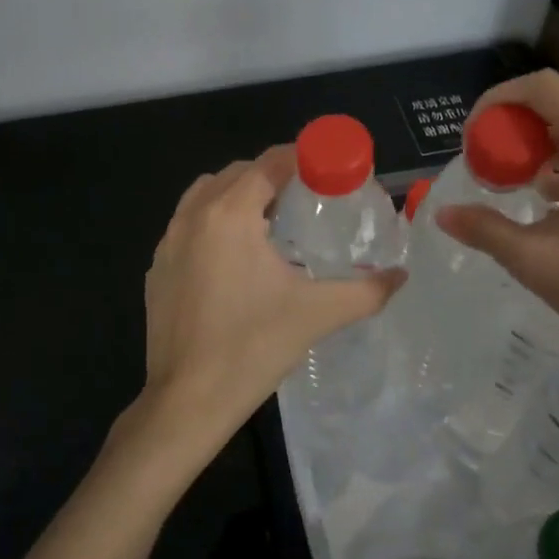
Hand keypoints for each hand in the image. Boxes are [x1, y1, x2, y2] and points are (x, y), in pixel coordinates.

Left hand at [133, 146, 400, 465]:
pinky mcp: (157, 269)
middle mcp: (193, 216)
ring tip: (268, 223)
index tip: (327, 168)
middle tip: (304, 198)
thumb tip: (400, 276)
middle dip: (270, 175)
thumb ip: (366, 290)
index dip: (300, 157)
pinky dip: (212, 223)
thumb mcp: (317, 314)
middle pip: (235, 173)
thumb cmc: (253, 348)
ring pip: (204, 194)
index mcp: (229, 214)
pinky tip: (233, 260)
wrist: (188, 401)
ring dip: (236, 195)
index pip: (268, 163)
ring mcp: (168, 242)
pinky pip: (186, 225)